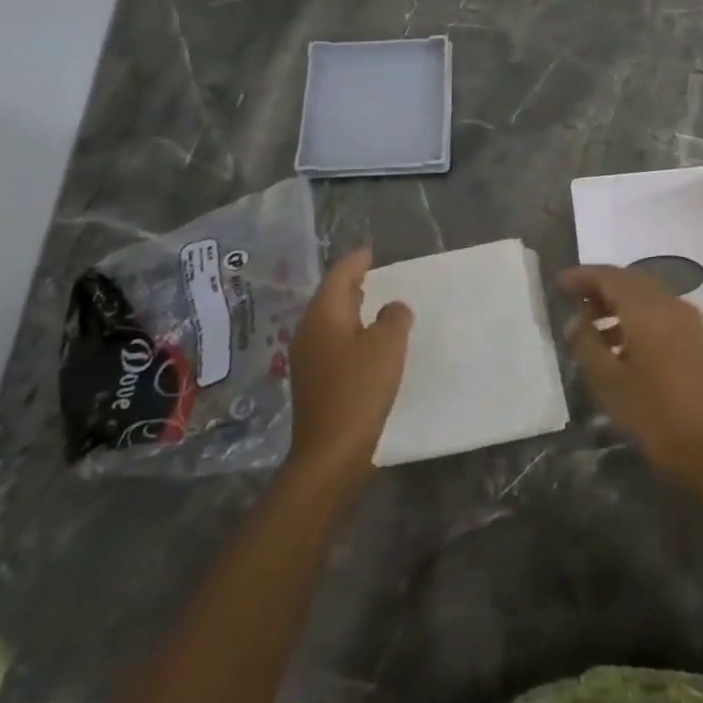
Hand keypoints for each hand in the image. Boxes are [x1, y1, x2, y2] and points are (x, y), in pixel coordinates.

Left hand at [286, 248, 413, 489]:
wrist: (330, 451)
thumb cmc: (360, 389)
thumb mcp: (388, 345)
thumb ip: (394, 317)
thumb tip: (393, 308)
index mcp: (324, 315)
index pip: (339, 275)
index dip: (356, 261)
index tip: (371, 251)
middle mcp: (309, 330)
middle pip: (330, 296)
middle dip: (351, 282)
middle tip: (374, 272)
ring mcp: (307, 357)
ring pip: (330, 320)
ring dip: (351, 308)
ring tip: (374, 302)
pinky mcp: (314, 380)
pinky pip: (332, 341)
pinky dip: (349, 331)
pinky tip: (366, 341)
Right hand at [561, 265, 702, 487]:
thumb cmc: (653, 414)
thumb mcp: (608, 381)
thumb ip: (586, 343)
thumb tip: (575, 320)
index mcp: (647, 309)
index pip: (609, 276)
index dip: (582, 276)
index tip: (559, 283)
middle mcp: (670, 304)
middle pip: (630, 280)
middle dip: (600, 286)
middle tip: (573, 300)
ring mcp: (687, 320)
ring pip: (646, 295)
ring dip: (618, 302)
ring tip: (590, 325)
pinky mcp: (696, 337)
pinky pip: (660, 311)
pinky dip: (636, 315)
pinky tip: (619, 342)